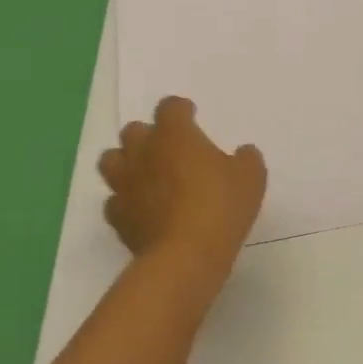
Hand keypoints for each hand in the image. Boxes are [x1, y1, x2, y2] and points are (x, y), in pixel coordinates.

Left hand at [99, 97, 266, 282]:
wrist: (185, 256)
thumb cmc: (220, 206)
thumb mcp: (251, 178)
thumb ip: (246, 159)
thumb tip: (243, 153)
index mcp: (174, 134)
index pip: (170, 107)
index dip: (181, 110)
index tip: (191, 116)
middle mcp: (143, 152)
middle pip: (133, 130)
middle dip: (148, 135)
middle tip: (168, 149)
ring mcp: (125, 184)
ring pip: (112, 160)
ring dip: (126, 163)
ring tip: (145, 175)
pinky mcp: (118, 217)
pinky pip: (114, 200)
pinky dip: (125, 201)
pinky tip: (141, 210)